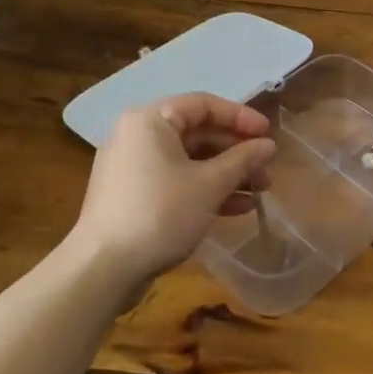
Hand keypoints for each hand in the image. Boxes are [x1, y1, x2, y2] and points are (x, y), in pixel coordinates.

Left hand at [72, 94, 277, 291]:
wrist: (104, 268)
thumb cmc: (160, 213)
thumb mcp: (209, 184)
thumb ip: (243, 160)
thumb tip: (269, 146)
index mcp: (151, 121)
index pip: (204, 105)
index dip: (240, 117)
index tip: (269, 135)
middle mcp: (138, 136)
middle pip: (197, 133)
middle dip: (236, 153)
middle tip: (266, 171)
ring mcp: (133, 167)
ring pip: (189, 160)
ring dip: (226, 174)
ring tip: (258, 193)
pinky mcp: (133, 196)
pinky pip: (176, 181)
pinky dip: (204, 190)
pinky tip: (235, 209)